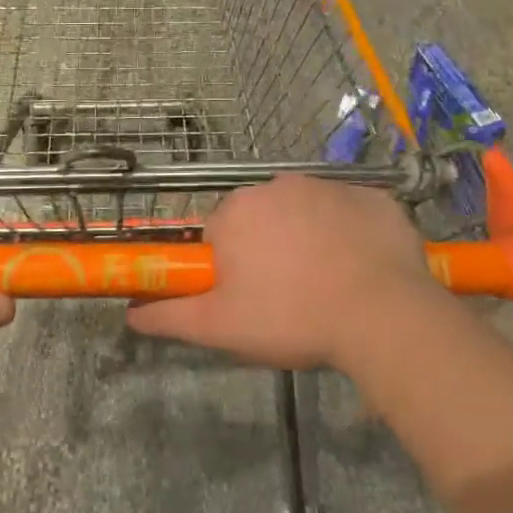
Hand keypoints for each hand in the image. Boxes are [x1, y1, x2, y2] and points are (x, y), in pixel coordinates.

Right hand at [125, 174, 446, 369]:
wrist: (381, 315)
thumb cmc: (291, 317)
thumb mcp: (220, 327)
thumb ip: (170, 315)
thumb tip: (130, 315)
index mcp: (238, 210)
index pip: (220, 231)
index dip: (231, 265)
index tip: (249, 295)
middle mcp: (279, 185)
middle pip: (262, 217)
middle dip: (269, 248)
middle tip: (287, 295)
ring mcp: (331, 186)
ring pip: (308, 212)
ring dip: (310, 238)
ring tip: (328, 286)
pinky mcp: (374, 197)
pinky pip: (351, 213)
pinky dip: (352, 235)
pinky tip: (363, 270)